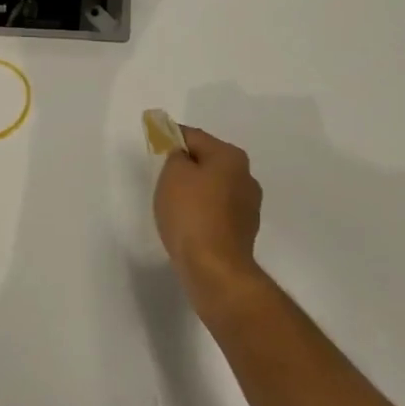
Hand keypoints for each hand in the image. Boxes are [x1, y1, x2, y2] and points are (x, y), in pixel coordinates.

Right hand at [154, 126, 263, 299]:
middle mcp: (246, 176)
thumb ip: (175, 156)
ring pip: (214, 187)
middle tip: (162, 175)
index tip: (155, 139)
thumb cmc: (191, 213)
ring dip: (196, 190)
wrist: (214, 268)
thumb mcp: (173, 174)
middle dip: (186, 165)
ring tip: (173, 203)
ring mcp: (249, 206)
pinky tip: (188, 223)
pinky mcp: (244, 231)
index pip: (195, 137)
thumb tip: (183, 157)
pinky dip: (203, 211)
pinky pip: (217, 210)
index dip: (172, 136)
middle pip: (208, 161)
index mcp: (231, 157)